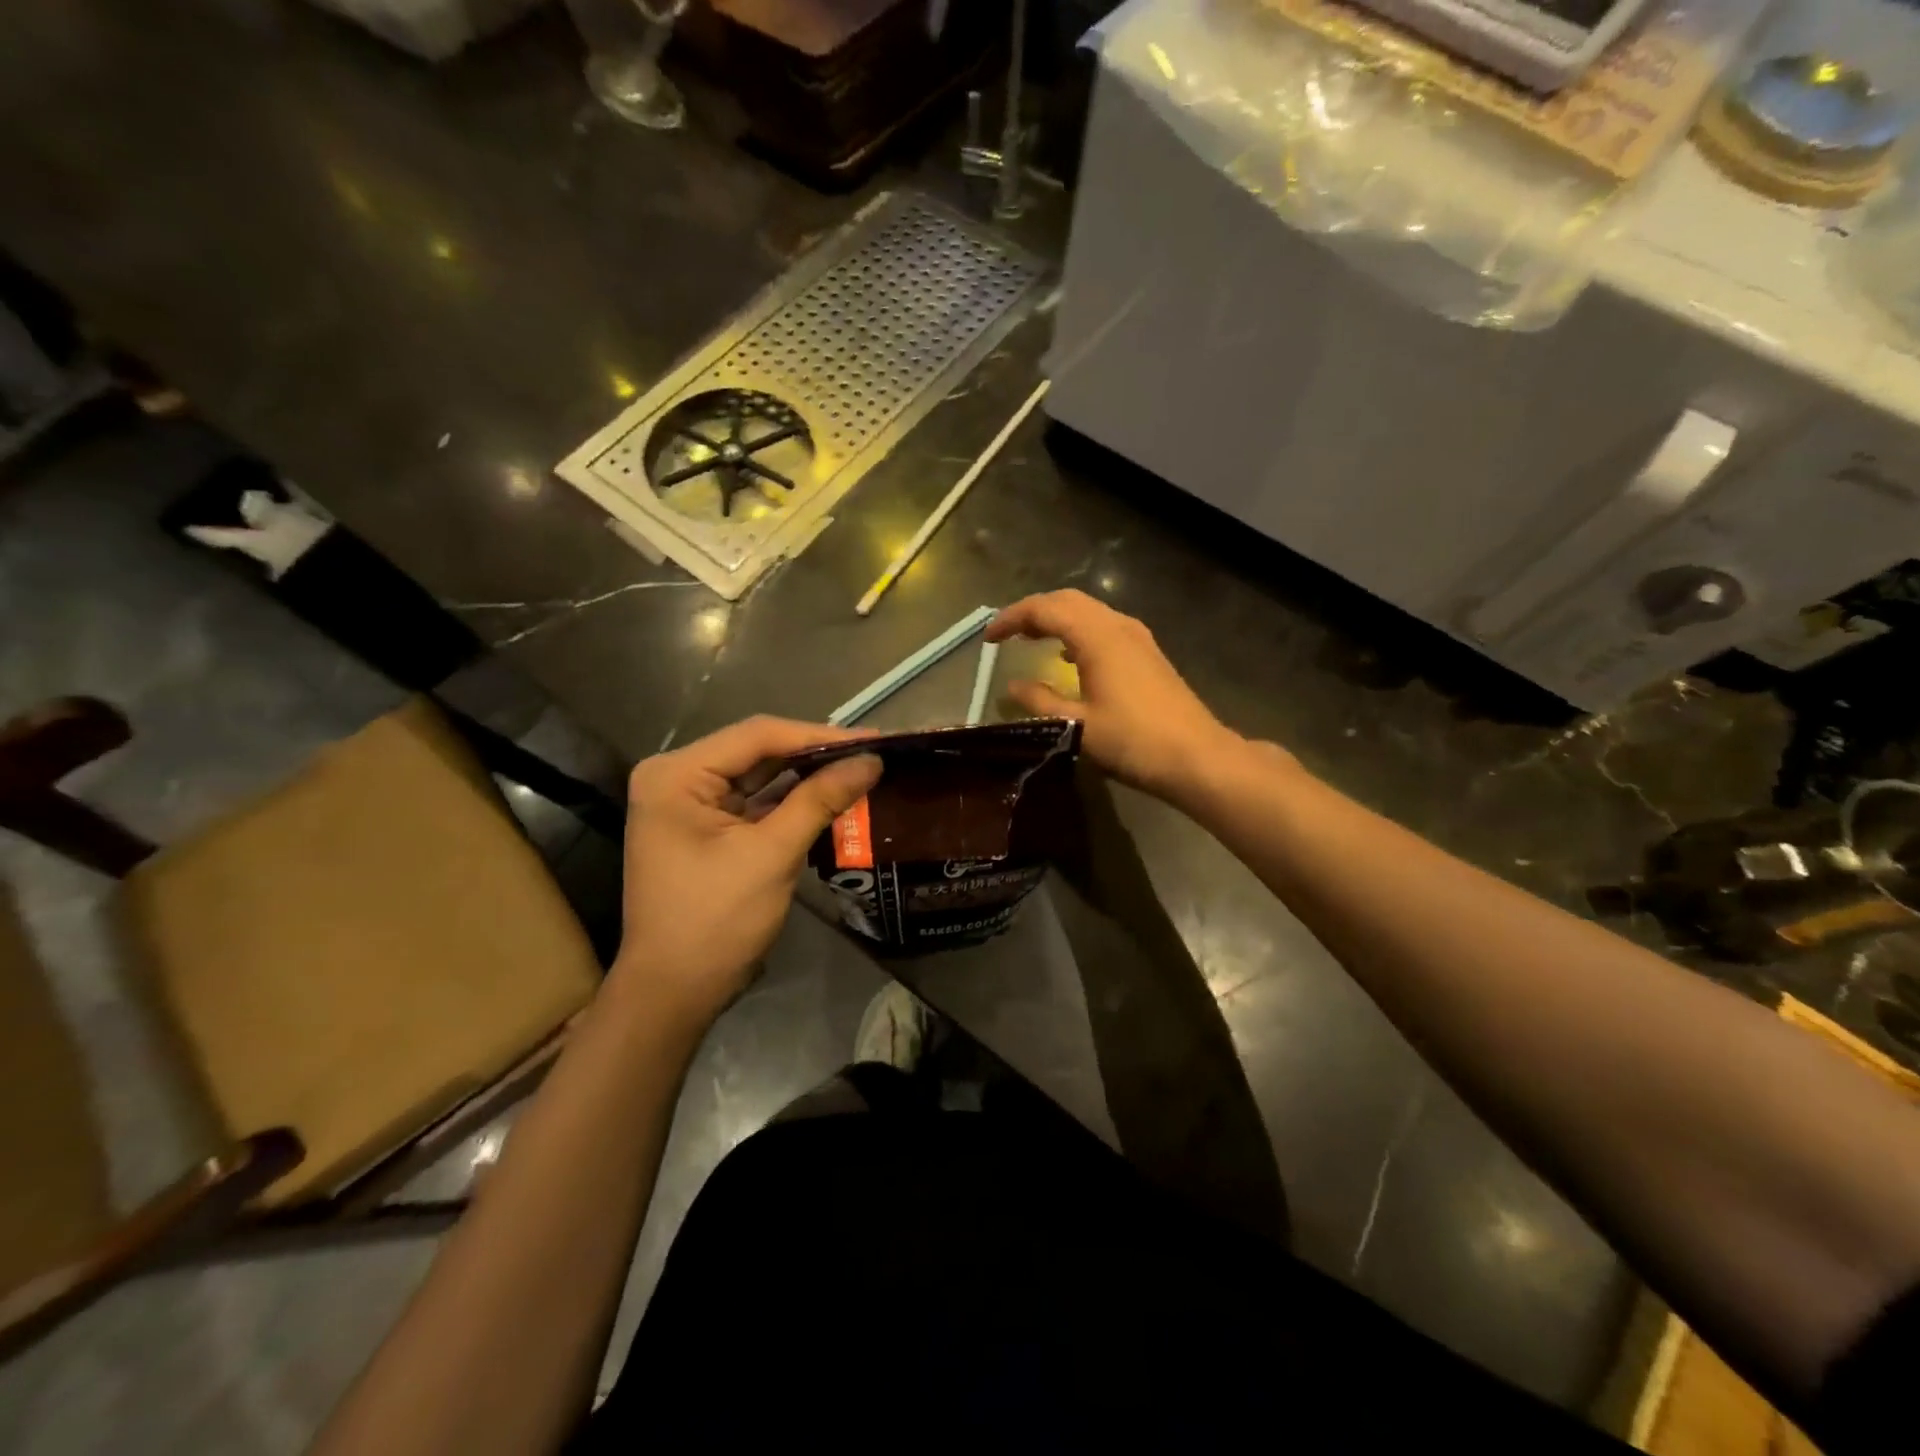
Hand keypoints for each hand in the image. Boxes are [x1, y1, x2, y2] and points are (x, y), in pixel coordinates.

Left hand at [612, 717, 880, 1028]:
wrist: (674, 993)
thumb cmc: (715, 921)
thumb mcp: (772, 855)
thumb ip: (820, 800)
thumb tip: (872, 760)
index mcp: (677, 774)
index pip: (758, 736)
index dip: (819, 735)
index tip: (873, 739)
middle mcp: (677, 777)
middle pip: (758, 751)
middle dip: (816, 753)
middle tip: (873, 752)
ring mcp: (689, 803)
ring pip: (760, 775)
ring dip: (807, 776)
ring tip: (861, 769)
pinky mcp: (705, 828)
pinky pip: (755, 802)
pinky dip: (792, 801)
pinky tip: (832, 796)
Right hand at [985, 590, 1249, 802]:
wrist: (1196, 757)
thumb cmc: (1133, 741)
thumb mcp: (1076, 726)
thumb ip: (1040, 701)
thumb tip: (1012, 686)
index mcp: (1097, 636)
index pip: (1045, 609)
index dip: (1011, 618)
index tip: (988, 639)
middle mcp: (1118, 626)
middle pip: (1067, 601)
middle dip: (1033, 612)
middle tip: (1006, 634)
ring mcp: (1138, 638)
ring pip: (1088, 611)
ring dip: (1056, 619)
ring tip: (1031, 641)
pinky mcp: (1148, 654)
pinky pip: (1103, 626)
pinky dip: (1077, 631)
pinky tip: (1069, 658)